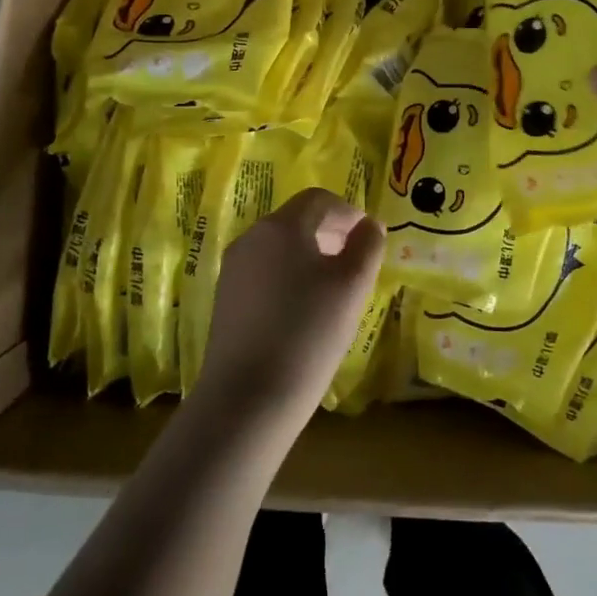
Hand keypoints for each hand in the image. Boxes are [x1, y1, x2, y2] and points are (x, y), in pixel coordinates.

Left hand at [191, 188, 385, 441]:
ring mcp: (233, 268)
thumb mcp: (352, 287)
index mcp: (281, 226)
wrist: (248, 396)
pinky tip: (302, 310)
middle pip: (296, 220)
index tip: (368, 237)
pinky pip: (264, 272)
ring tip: (332, 289)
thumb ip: (367, 247)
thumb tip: (370, 225)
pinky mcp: (226, 298)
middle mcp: (251, 237)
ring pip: (279, 247)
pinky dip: (288, 277)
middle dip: (329, 233)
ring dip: (309, 256)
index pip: (319, 200)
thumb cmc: (309, 332)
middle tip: (355, 261)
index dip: (348, 212)